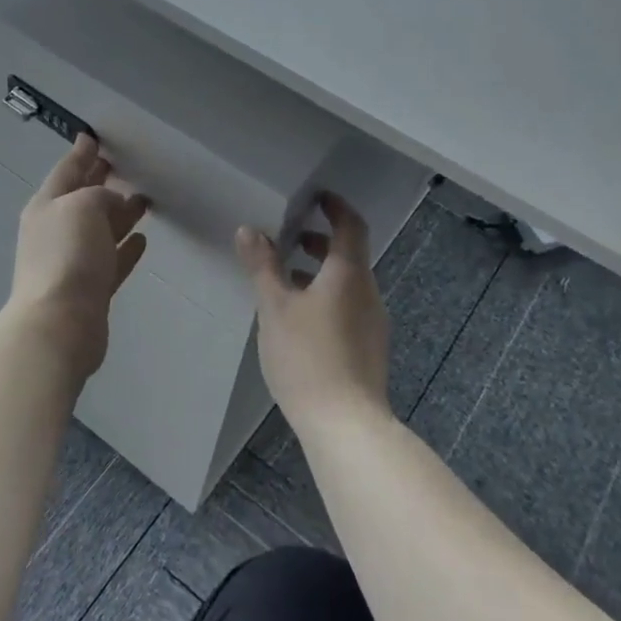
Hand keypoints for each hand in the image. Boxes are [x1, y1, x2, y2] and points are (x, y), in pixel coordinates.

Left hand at [8, 134, 148, 380]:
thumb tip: (113, 204)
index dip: (81, 154)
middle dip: (99, 182)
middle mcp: (56, 231)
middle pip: (82, 200)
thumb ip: (99, 195)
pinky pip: (111, 260)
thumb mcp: (83, 206)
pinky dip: (125, 248)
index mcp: (47, 206)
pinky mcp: (91, 289)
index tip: (93, 138)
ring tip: (144, 200)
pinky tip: (142, 240)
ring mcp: (73, 262)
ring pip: (100, 230)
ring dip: (119, 214)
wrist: (60, 322)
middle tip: (120, 165)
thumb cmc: (68, 255)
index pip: (66, 172)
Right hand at [236, 193, 392, 434]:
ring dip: (320, 271)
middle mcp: (368, 292)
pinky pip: (348, 306)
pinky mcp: (369, 348)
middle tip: (289, 238)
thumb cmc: (307, 357)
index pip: (351, 226)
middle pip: (350, 255)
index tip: (316, 197)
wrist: (345, 423)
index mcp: (349, 274)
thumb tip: (248, 230)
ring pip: (348, 283)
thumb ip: (263, 266)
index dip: (335, 207)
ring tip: (285, 279)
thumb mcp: (275, 307)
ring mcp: (373, 322)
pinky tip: (300, 319)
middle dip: (320, 241)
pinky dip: (326, 296)